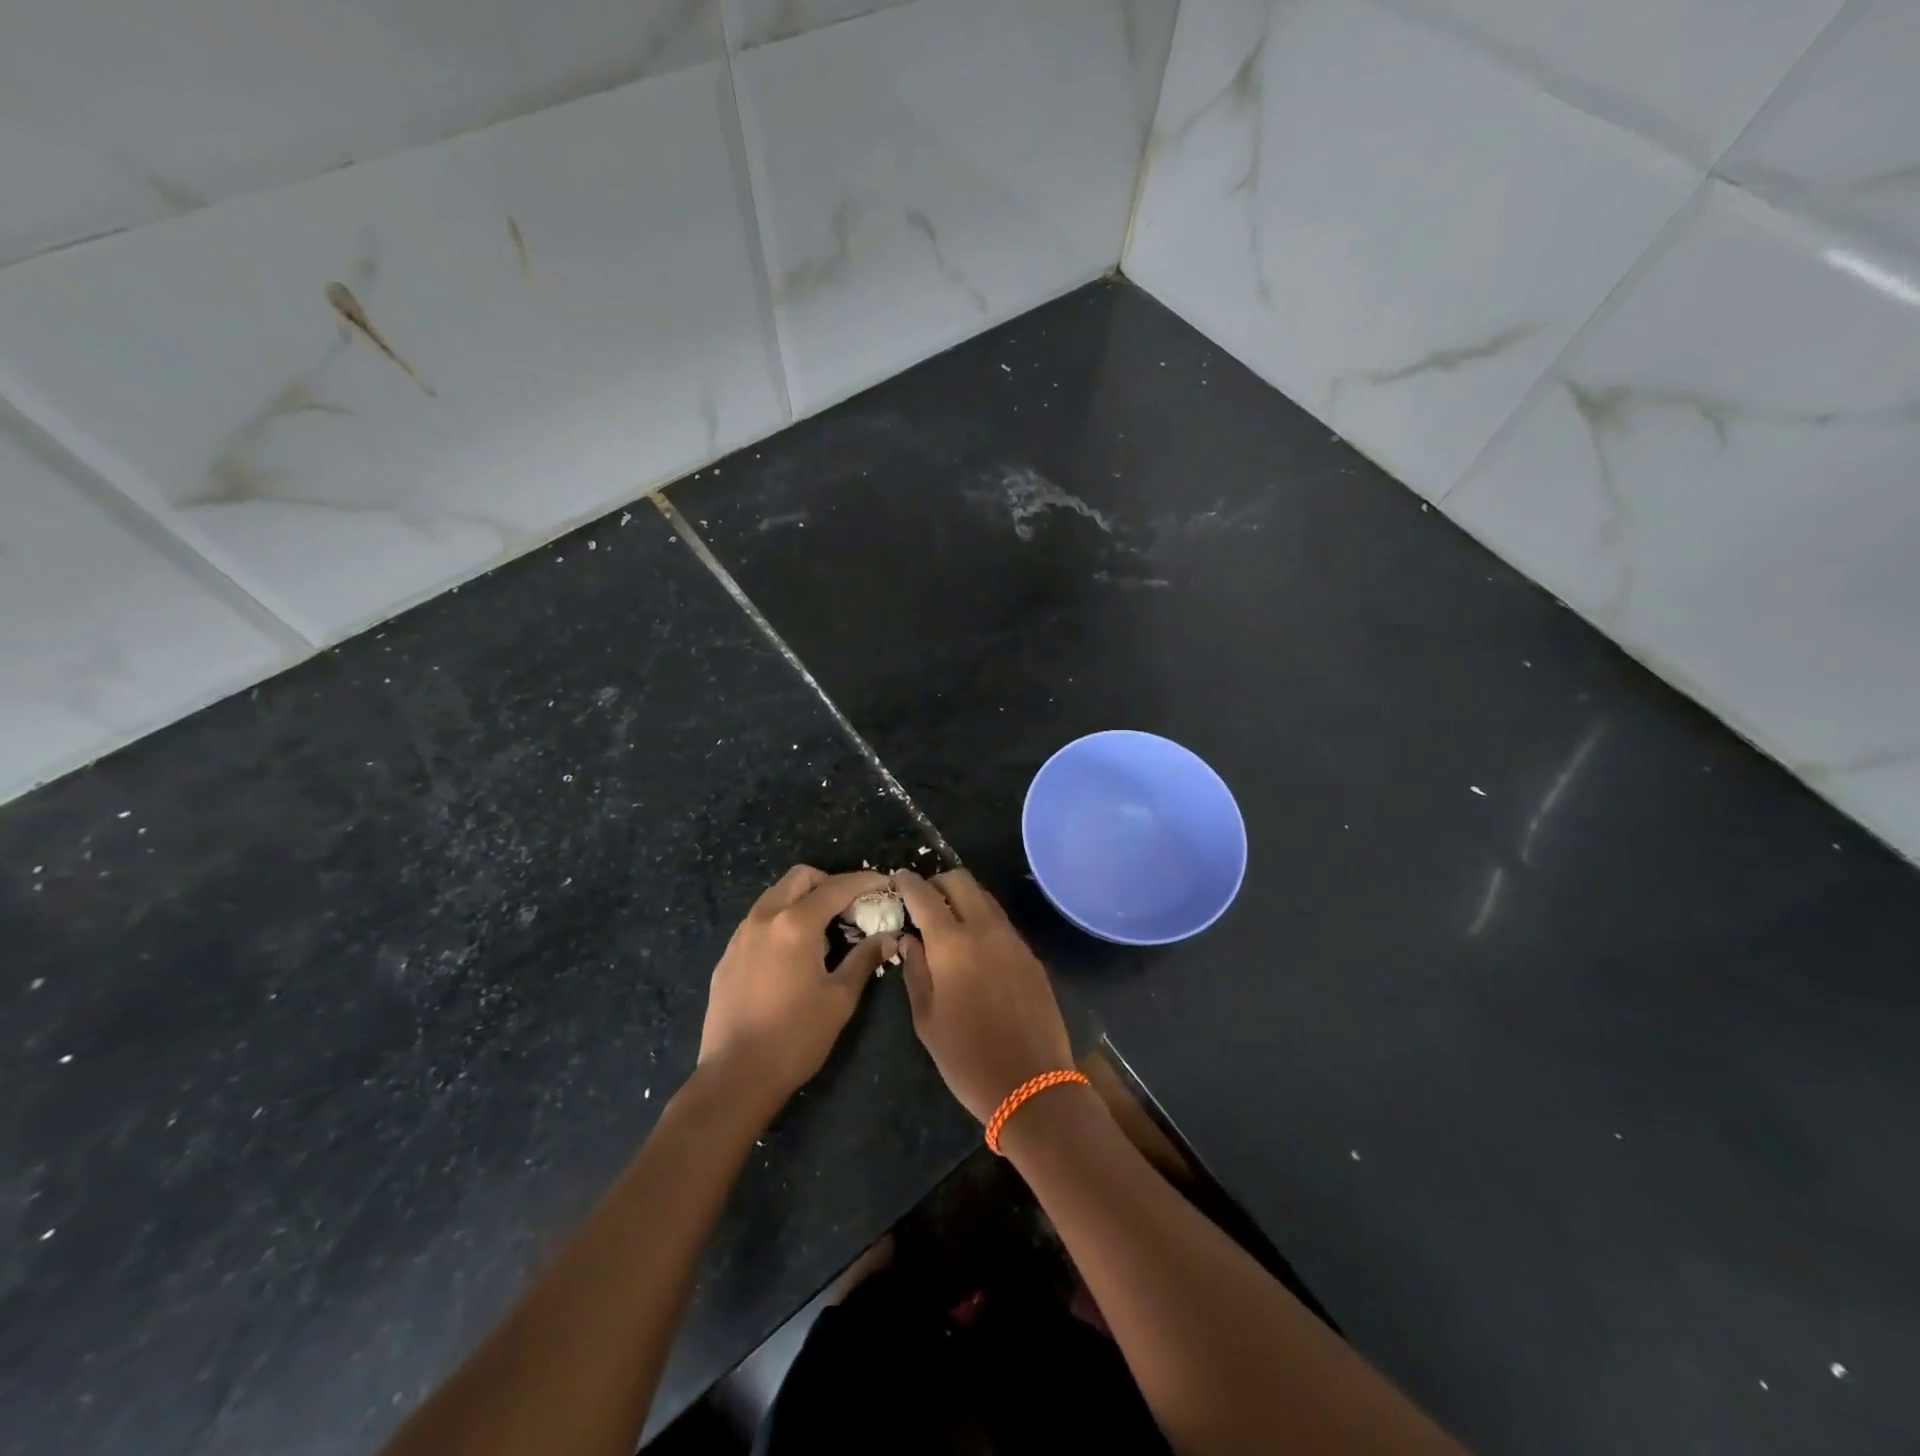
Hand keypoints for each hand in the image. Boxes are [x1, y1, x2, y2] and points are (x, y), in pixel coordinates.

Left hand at [698, 866, 894, 1111]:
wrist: (736, 1076)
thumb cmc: (796, 1036)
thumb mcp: (840, 997)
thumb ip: (865, 959)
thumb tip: (888, 937)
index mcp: (795, 924)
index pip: (836, 887)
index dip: (865, 881)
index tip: (885, 883)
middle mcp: (764, 918)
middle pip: (800, 878)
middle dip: (829, 883)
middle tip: (851, 906)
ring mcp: (741, 935)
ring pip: (776, 895)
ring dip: (803, 899)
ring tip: (824, 929)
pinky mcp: (728, 955)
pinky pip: (759, 920)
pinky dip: (782, 920)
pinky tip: (794, 953)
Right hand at [894, 870, 1074, 1123]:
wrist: (1032, 1085)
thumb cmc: (967, 1058)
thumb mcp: (927, 1020)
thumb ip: (915, 972)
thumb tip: (910, 940)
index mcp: (952, 944)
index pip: (925, 895)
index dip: (908, 882)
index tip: (897, 879)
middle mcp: (985, 930)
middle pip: (961, 881)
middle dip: (938, 882)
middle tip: (924, 900)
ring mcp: (1013, 940)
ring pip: (985, 898)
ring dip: (963, 898)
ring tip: (948, 920)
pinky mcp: (1031, 955)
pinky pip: (1002, 922)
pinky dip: (983, 920)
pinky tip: (974, 945)